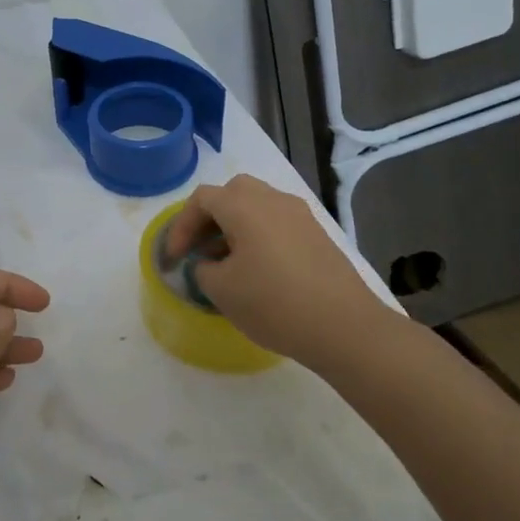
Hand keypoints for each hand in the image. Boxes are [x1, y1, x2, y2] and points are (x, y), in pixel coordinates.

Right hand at [164, 174, 394, 367]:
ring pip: (257, 206)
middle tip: (199, 248)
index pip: (201, 200)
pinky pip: (277, 222)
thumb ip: (203, 269)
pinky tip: (257, 269)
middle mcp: (272, 199)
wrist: (345, 327)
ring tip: (225, 261)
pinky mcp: (318, 234)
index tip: (174, 258)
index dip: (181, 226)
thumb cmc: (274, 303)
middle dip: (210, 217)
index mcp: (244, 206)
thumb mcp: (221, 290)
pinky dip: (258, 235)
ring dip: (234, 226)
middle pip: (232, 193)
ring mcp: (300, 215)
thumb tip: (209, 262)